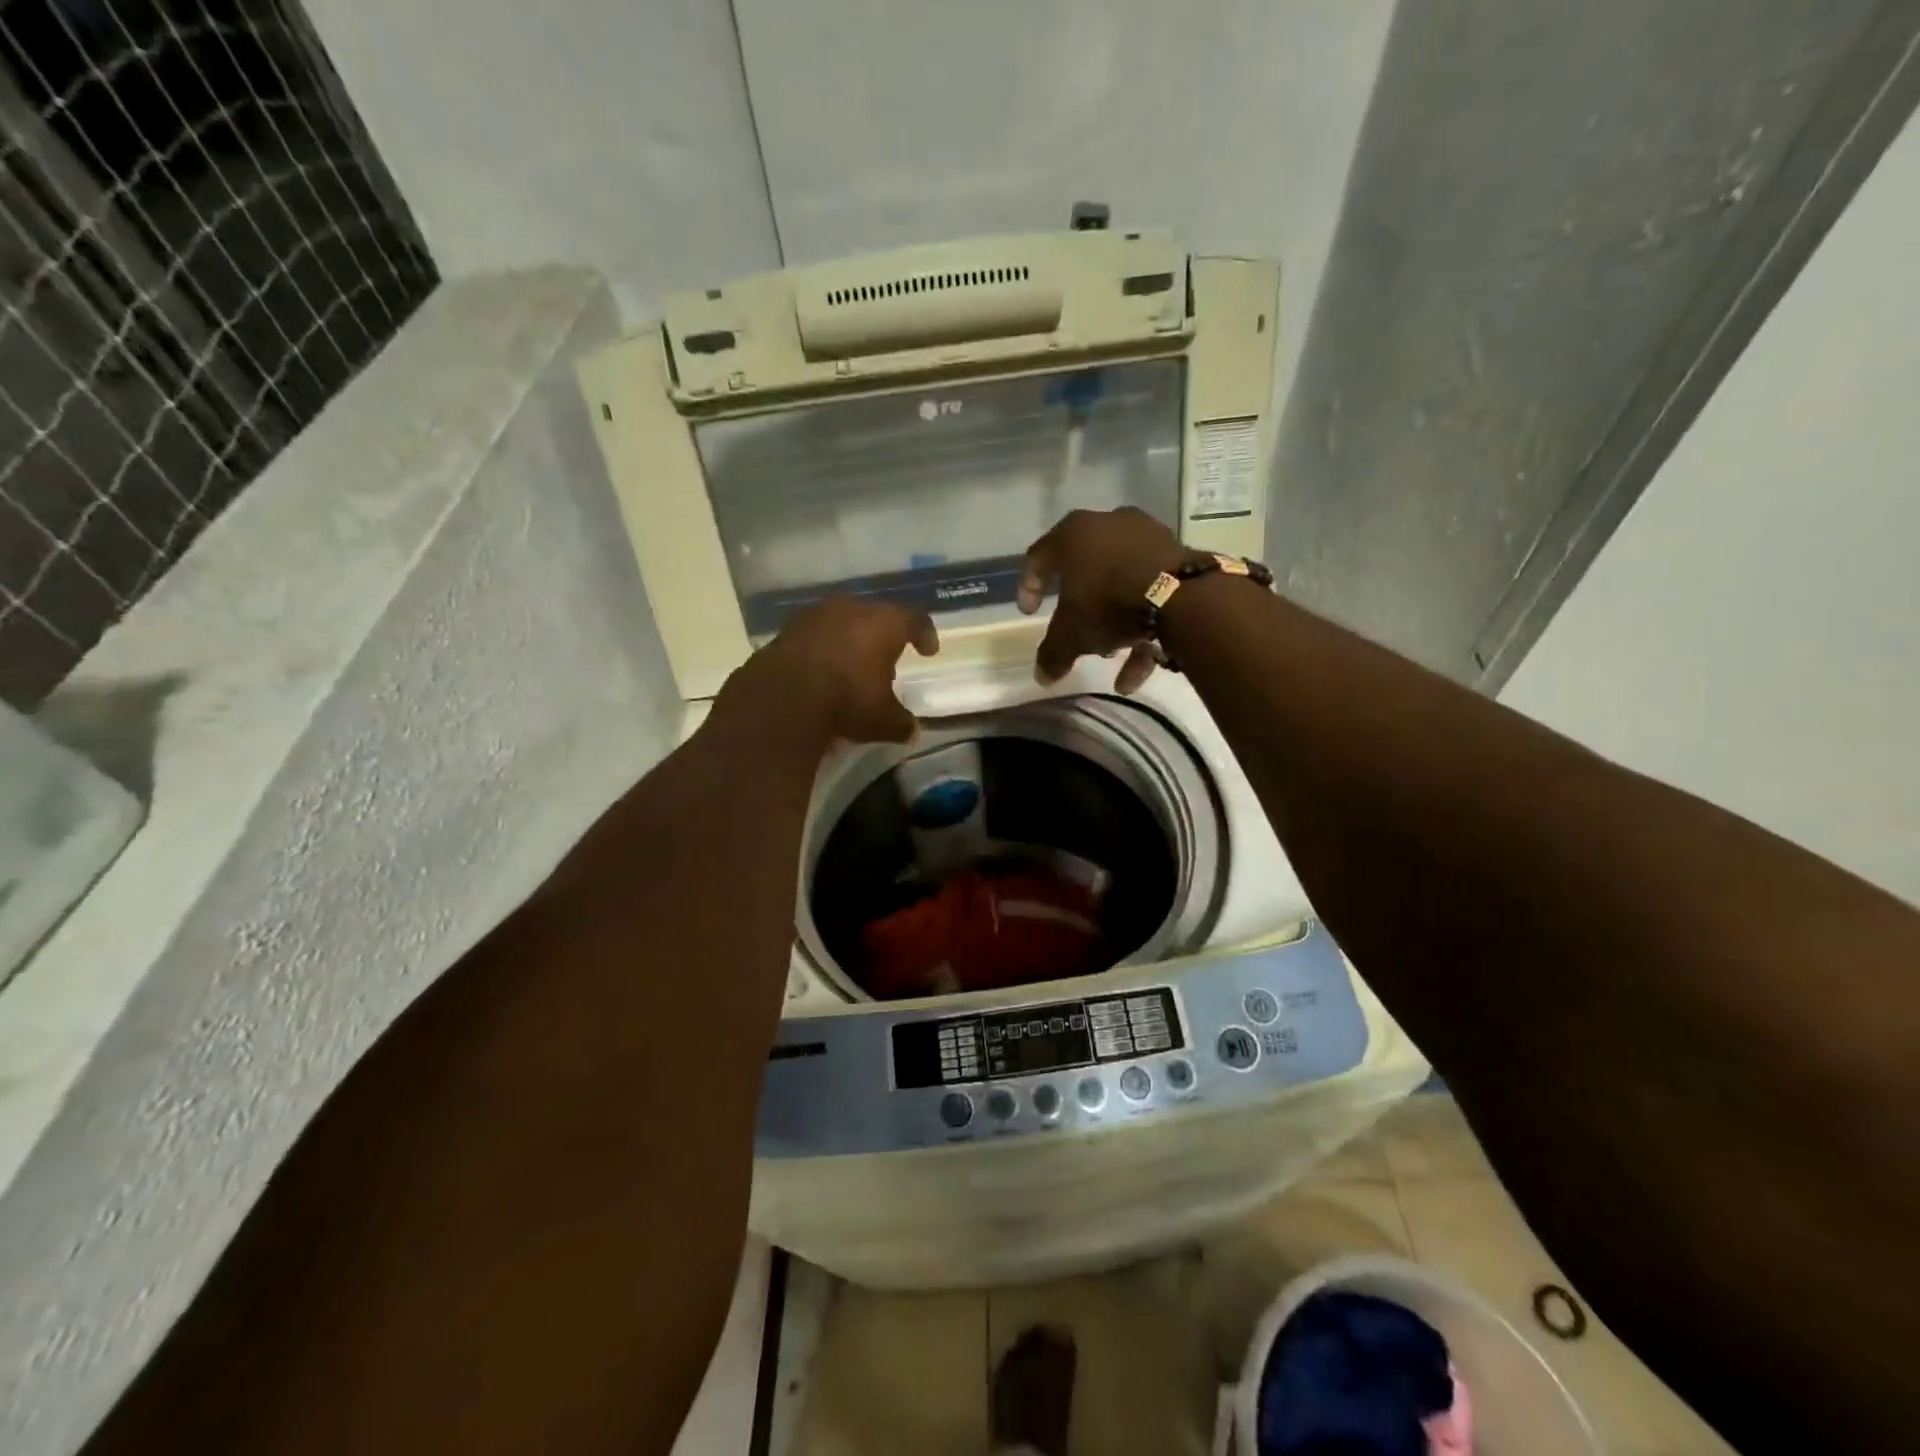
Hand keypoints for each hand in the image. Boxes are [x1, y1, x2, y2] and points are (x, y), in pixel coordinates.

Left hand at [746, 595, 939, 743]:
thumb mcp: (883, 720)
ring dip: (849, 639)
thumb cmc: (847, 700)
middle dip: (882, 635)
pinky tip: (821, 670)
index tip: (928, 650)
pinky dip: (822, 649)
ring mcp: (815, 615)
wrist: (782, 699)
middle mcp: (851, 608)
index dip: (924, 634)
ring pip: (841, 621)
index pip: (915, 619)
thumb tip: (911, 731)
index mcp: (884, 622)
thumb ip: (901, 722)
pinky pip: (814, 635)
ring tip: (851, 664)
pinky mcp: (786, 630)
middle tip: (886, 656)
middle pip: (875, 615)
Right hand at [1018, 507, 1186, 691]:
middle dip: (1079, 604)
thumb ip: (1053, 654)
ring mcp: (1146, 536)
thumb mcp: (1071, 635)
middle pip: (1084, 568)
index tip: (1029, 614)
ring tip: (1110, 652)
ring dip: (1112, 618)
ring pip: (1119, 581)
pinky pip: (1150, 590)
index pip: (1039, 558)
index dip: (1028, 587)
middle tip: (1074, 630)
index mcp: (1073, 534)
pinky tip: (1141, 667)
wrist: (1181, 596)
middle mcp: (1108, 525)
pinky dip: (1143, 625)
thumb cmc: (1108, 604)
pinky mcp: (1176, 555)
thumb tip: (1042, 676)